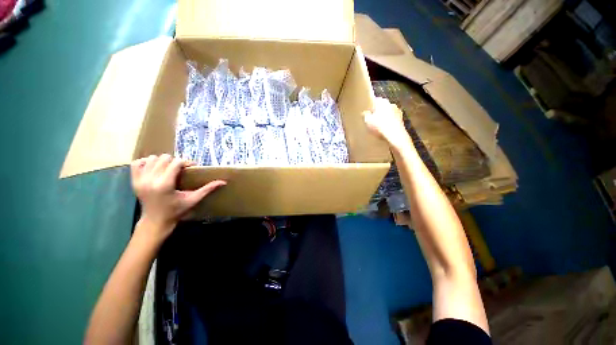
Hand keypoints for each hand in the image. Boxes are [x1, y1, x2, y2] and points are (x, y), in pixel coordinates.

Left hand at [131, 154, 225, 238]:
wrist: (155, 221)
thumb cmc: (176, 211)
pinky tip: (154, 169)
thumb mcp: (193, 200)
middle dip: (175, 161)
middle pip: (164, 158)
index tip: (192, 167)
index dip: (186, 162)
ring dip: (162, 161)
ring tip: (169, 169)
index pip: (176, 162)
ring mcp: (139, 180)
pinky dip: (146, 162)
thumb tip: (224, 182)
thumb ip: (207, 189)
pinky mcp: (133, 181)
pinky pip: (137, 163)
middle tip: (181, 169)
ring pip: (152, 158)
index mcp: (164, 184)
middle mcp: (150, 180)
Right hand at [364, 97, 412, 150]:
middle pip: (383, 107)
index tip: (367, 111)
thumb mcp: (367, 121)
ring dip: (384, 117)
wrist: (395, 136)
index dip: (370, 105)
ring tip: (378, 125)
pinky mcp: (401, 120)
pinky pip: (392, 120)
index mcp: (383, 102)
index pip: (375, 100)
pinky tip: (385, 129)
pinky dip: (389, 123)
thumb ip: (365, 115)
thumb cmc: (379, 126)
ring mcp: (398, 112)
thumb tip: (365, 112)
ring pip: (388, 113)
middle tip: (372, 118)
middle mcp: (391, 104)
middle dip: (378, 111)